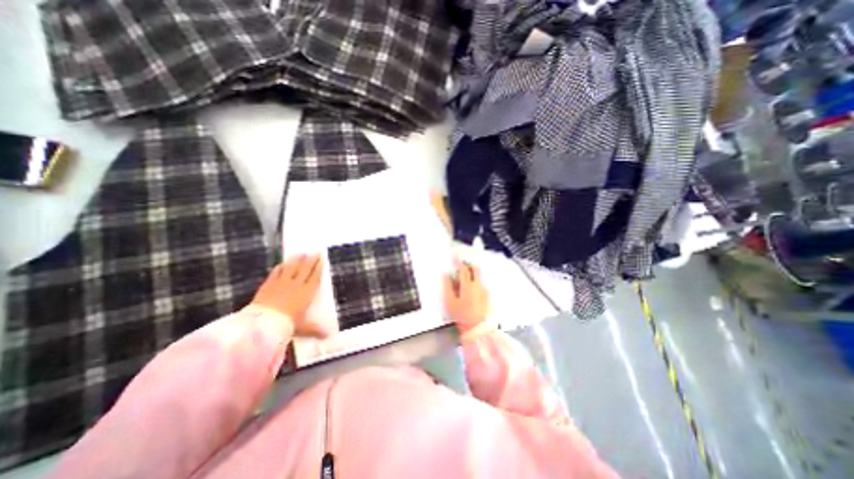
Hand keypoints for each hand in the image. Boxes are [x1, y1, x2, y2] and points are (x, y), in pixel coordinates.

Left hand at [251, 253, 326, 337]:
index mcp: (307, 292)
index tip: (322, 258)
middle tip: (315, 251)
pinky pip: (276, 272)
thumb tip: (330, 336)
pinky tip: (282, 263)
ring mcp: (282, 283)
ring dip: (297, 259)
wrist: (264, 323)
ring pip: (292, 267)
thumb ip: (316, 330)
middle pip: (305, 268)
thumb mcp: (304, 328)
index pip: (315, 276)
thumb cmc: (288, 324)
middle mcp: (297, 284)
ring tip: (301, 253)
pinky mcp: (269, 285)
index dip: (319, 266)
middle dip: (311, 259)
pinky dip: (281, 267)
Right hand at [444, 260, 490, 333]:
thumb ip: (448, 287)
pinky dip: (475, 281)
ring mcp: (484, 290)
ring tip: (464, 277)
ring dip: (472, 272)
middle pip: (475, 268)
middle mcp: (478, 285)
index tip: (455, 256)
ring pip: (479, 276)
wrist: (477, 329)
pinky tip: (471, 288)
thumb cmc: (461, 316)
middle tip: (462, 263)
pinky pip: (481, 284)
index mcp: (468, 285)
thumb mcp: (450, 302)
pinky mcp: (487, 296)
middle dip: (468, 263)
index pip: (464, 269)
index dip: (458, 261)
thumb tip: (446, 276)